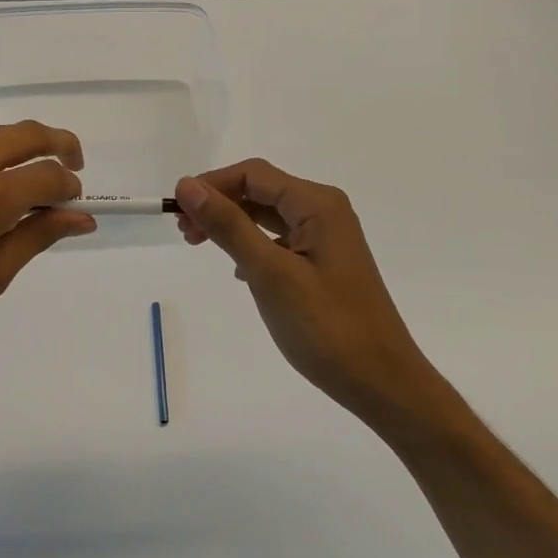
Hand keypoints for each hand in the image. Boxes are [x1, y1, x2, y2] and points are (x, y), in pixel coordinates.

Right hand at [175, 160, 443, 428]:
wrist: (381, 382)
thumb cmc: (326, 328)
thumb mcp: (270, 274)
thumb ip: (229, 226)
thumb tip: (188, 186)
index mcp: (317, 204)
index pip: (253, 174)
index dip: (211, 184)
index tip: (175, 210)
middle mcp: (324, 211)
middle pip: (260, 190)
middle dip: (219, 204)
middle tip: (184, 232)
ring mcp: (326, 238)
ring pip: (267, 215)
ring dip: (232, 224)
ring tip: (199, 244)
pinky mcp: (323, 263)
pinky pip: (279, 240)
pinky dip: (251, 245)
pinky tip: (237, 269)